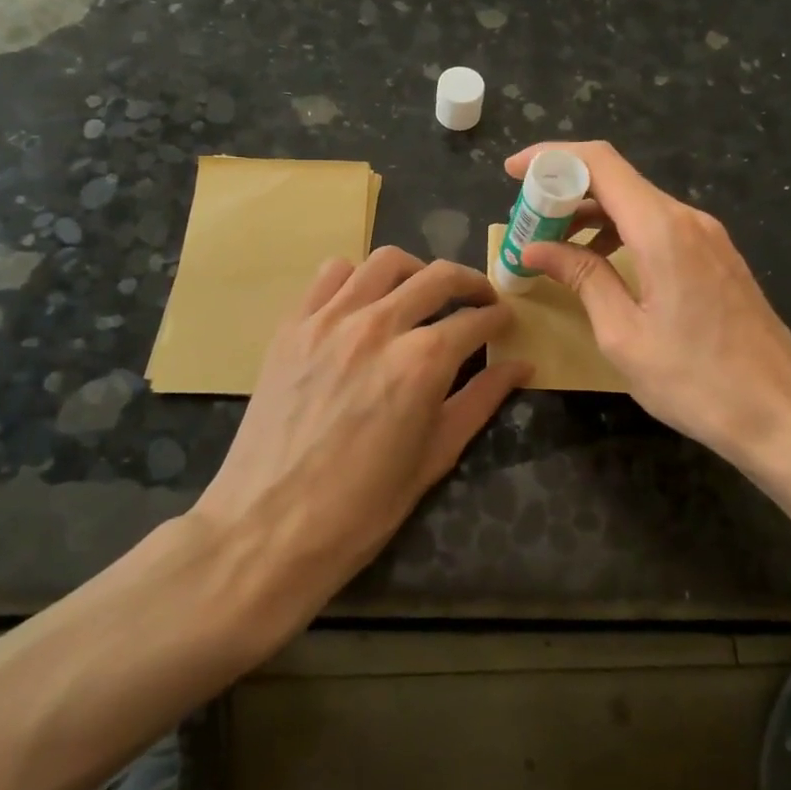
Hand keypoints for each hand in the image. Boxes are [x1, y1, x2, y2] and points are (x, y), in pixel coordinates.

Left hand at [191, 246, 528, 600]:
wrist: (268, 527)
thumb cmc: (361, 507)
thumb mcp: (435, 456)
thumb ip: (481, 400)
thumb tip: (522, 366)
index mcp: (422, 362)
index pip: (474, 320)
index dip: (498, 319)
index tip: (504, 323)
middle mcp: (379, 325)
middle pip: (438, 277)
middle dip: (471, 283)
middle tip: (480, 300)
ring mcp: (329, 319)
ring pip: (385, 262)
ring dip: (416, 272)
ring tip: (422, 294)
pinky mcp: (293, 325)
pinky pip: (330, 274)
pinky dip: (358, 276)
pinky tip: (364, 302)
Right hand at [507, 141, 790, 467]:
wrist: (781, 414)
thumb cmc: (695, 380)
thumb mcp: (623, 333)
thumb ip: (582, 278)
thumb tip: (536, 248)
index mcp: (661, 229)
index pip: (600, 163)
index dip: (552, 158)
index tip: (513, 172)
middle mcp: (688, 219)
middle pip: (617, 181)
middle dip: (565, 192)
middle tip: (526, 224)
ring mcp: (708, 237)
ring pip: (638, 205)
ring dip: (592, 217)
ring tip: (555, 249)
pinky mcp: (717, 257)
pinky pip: (659, 227)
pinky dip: (621, 233)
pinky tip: (602, 265)